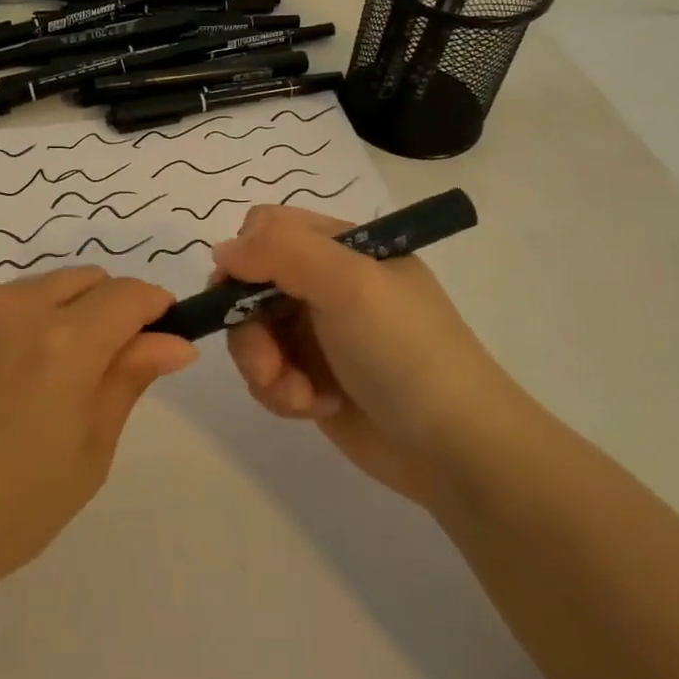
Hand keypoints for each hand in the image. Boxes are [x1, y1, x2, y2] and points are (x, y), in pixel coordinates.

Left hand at [0, 268, 195, 606]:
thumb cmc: (7, 511)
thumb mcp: (88, 452)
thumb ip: (129, 380)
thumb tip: (174, 342)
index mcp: (65, 344)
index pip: (129, 295)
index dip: (154, 308)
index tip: (159, 337)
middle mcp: (19, 306)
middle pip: (88, 279)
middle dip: (110, 309)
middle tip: (101, 368)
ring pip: (44, 286)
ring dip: (64, 313)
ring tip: (43, 378)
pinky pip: (1, 300)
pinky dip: (20, 321)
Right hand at [214, 205, 512, 507]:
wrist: (455, 450)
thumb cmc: (405, 352)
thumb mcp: (350, 284)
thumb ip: (282, 252)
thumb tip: (223, 251)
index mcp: (343, 247)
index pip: (268, 228)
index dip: (245, 257)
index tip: (240, 294)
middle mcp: (327, 284)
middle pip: (250, 285)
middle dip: (250, 327)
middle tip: (271, 361)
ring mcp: (319, 333)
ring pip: (252, 333)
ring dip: (265, 367)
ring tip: (300, 395)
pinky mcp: (313, 378)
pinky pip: (267, 373)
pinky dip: (281, 393)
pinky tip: (315, 408)